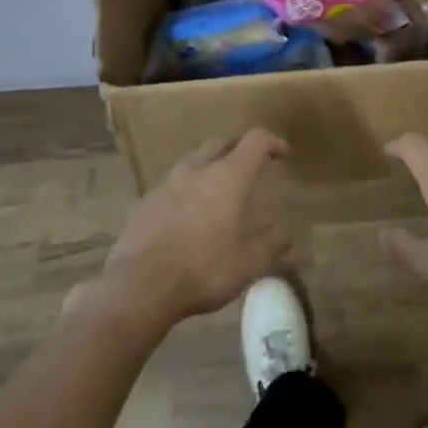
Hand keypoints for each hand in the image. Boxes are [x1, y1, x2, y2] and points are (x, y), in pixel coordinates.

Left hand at [96, 130, 289, 327]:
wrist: (139, 286)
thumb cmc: (202, 270)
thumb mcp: (247, 264)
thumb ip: (271, 245)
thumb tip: (288, 234)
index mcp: (227, 177)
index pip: (254, 141)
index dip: (272, 142)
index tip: (282, 153)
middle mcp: (196, 170)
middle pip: (221, 142)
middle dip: (238, 148)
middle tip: (250, 166)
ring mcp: (167, 183)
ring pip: (194, 159)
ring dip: (210, 165)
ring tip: (218, 188)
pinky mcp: (146, 202)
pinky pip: (173, 183)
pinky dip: (187, 187)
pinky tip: (189, 212)